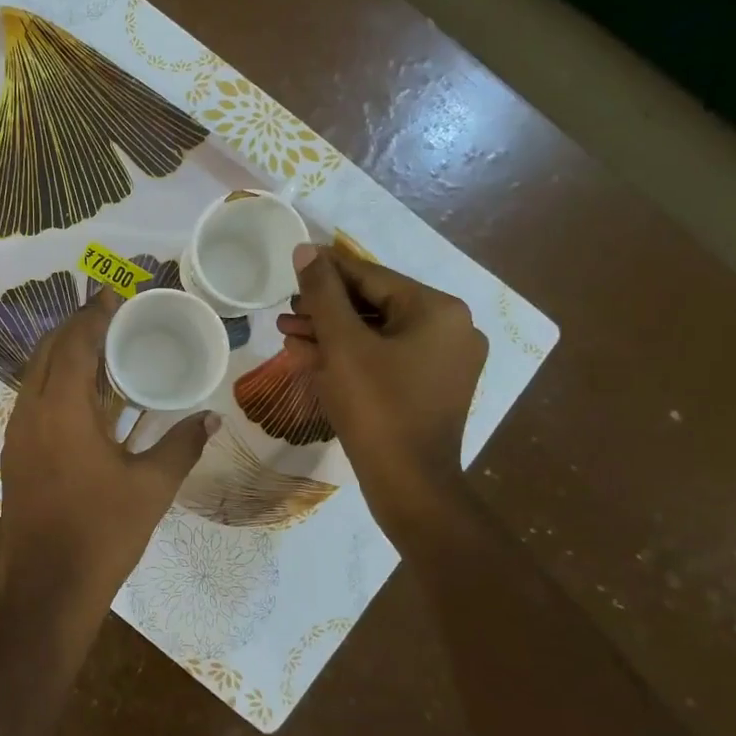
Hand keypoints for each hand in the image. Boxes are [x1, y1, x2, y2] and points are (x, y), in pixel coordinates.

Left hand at [0, 290, 217, 608]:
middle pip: (47, 352)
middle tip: (110, 316)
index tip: (113, 293)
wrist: (46, 590)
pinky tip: (86, 397)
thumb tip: (211, 419)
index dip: (93, 315)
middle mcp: (30, 413)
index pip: (73, 344)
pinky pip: (33, 401)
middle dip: (75, 328)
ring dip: (64, 355)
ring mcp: (16, 435)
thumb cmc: (101, 533)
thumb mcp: (151, 488)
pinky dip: (56, 384)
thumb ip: (182, 446)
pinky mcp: (14, 456)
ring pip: (35, 376)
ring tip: (101, 349)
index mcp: (60, 410)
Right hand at [276, 244, 487, 536]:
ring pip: (376, 334)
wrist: (408, 485)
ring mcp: (443, 362)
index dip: (327, 269)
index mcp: (438, 310)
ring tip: (288, 334)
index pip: (372, 276)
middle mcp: (450, 329)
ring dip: (331, 333)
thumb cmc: (376, 407)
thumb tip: (305, 250)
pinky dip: (349, 356)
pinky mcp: (430, 388)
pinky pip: (384, 359)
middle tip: (285, 310)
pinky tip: (309, 356)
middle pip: (375, 305)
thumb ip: (322, 293)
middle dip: (325, 308)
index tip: (294, 262)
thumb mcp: (342, 344)